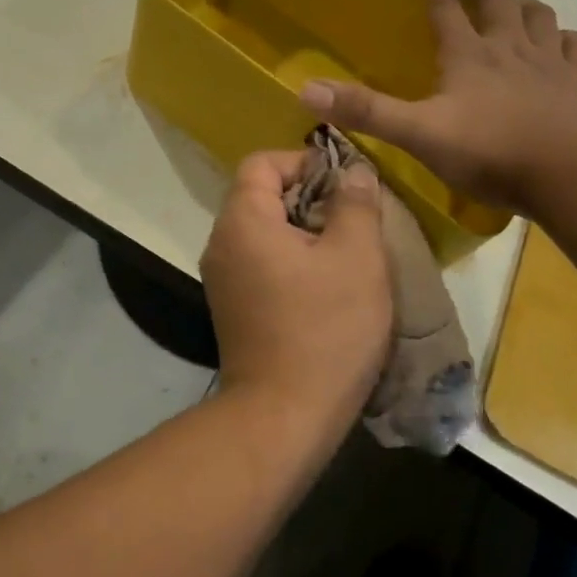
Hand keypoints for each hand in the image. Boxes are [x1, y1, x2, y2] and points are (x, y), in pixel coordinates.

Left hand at [201, 151, 391, 430]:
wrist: (284, 415)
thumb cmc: (325, 328)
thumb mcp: (356, 257)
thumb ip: (355, 203)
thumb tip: (353, 169)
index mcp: (241, 220)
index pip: (262, 162)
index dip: (304, 161)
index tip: (345, 184)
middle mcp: (220, 243)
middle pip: (261, 196)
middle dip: (310, 198)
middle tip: (354, 220)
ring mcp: (222, 278)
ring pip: (264, 232)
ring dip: (304, 233)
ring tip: (347, 253)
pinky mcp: (232, 307)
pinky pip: (261, 263)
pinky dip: (291, 261)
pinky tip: (326, 286)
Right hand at [300, 0, 576, 217]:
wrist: (571, 178)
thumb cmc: (490, 153)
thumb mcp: (417, 134)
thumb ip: (366, 111)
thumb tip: (306, 88)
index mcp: (468, 56)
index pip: (446, 6)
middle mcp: (510, 48)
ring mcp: (551, 62)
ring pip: (539, 15)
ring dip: (522, 3)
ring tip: (513, 3)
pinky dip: (565, 38)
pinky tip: (561, 43)